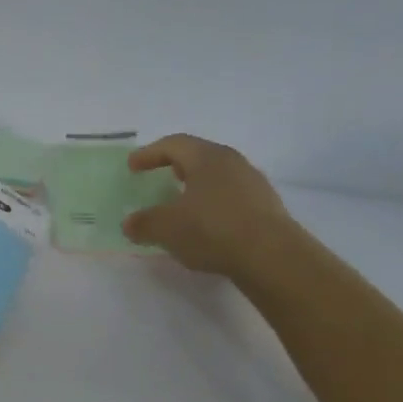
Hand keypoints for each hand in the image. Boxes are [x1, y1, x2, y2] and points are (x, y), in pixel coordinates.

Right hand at [122, 134, 291, 276]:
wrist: (271, 257)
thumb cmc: (212, 229)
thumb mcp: (166, 228)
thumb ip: (143, 223)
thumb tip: (130, 223)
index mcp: (207, 157)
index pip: (174, 144)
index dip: (149, 153)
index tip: (132, 166)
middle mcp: (233, 163)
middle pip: (199, 157)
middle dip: (176, 167)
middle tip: (159, 178)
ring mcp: (254, 184)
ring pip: (218, 178)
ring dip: (197, 188)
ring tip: (182, 206)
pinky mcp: (266, 208)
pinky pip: (232, 198)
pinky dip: (213, 206)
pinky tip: (206, 227)